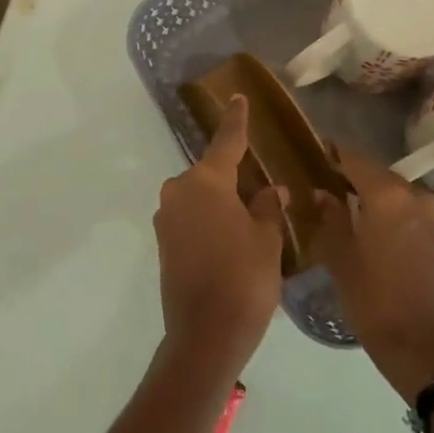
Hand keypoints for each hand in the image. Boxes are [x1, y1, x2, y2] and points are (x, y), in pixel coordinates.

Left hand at [154, 95, 287, 385]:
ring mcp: (166, 219)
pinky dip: (209, 219)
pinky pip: (190, 217)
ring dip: (221, 200)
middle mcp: (178, 193)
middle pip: (210, 173)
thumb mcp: (266, 240)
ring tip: (250, 217)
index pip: (226, 142)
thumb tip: (269, 189)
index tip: (238, 97)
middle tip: (261, 185)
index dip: (236, 120)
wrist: (205, 335)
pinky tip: (231, 236)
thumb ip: (267, 207)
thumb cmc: (244, 279)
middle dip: (233, 175)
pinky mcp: (163, 243)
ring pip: (199, 197)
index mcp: (205, 182)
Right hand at [313, 148, 433, 403]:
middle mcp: (416, 196)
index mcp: (388, 195)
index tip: (312, 150)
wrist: (423, 346)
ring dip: (371, 194)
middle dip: (351, 175)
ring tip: (343, 205)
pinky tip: (370, 226)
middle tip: (322, 182)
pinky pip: (408, 210)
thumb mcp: (340, 257)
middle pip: (377, 173)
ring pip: (395, 192)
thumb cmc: (373, 299)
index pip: (355, 159)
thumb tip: (323, 193)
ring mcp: (433, 216)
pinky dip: (389, 211)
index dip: (332, 153)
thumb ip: (330, 217)